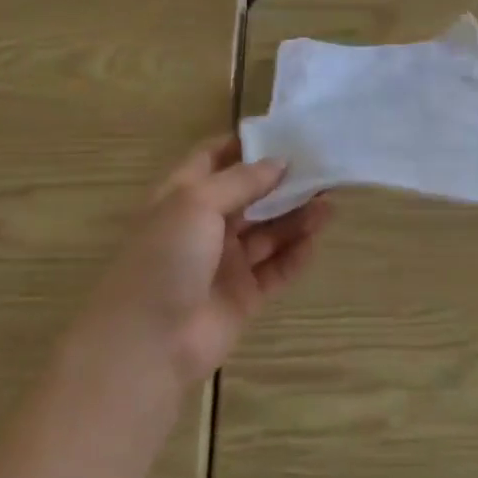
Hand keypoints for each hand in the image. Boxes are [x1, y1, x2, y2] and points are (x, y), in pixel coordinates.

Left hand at [77, 137, 329, 386]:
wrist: (147, 343)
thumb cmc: (165, 258)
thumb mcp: (196, 203)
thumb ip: (241, 181)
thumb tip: (280, 162)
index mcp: (183, 196)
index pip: (215, 159)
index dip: (246, 145)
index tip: (286, 133)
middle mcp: (204, 226)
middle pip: (250, 196)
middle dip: (283, 182)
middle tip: (323, 169)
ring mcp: (225, 263)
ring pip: (268, 233)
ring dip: (296, 217)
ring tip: (330, 203)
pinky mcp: (244, 296)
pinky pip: (275, 270)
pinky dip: (296, 255)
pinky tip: (316, 240)